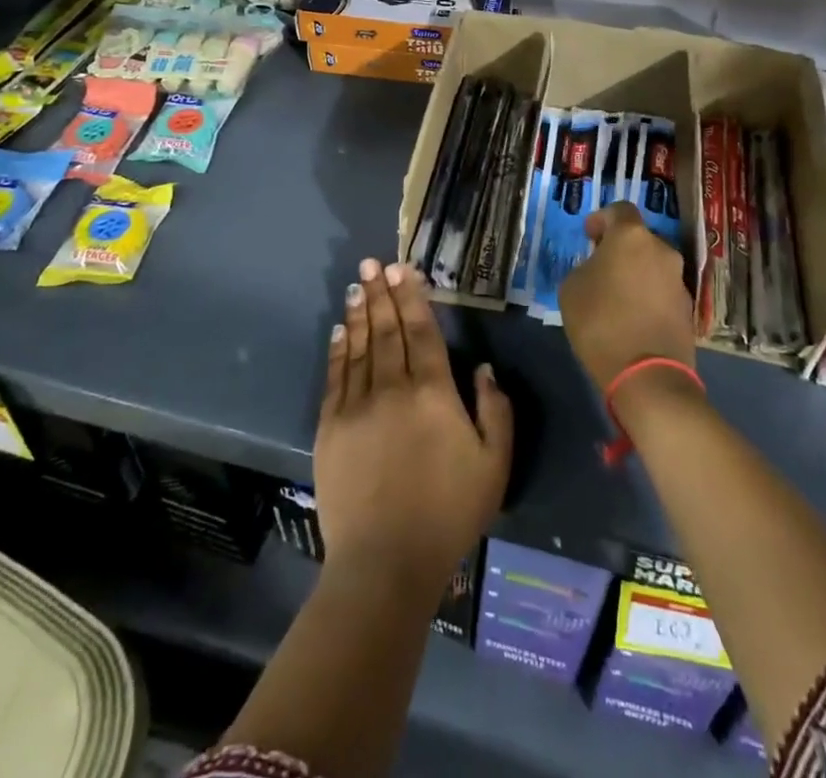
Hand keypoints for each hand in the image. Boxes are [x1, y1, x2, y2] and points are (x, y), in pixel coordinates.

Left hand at [316, 259, 512, 596]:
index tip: (402, 270)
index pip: (421, 331)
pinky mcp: (331, 427)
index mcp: (433, 393)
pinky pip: (336, 376)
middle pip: (386, 330)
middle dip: (381, 293)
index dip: (412, 297)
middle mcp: (393, 388)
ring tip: (357, 284)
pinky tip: (340, 329)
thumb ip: (494, 410)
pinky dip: (338, 349)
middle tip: (373, 263)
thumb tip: (482, 367)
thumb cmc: (448, 514)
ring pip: (359, 346)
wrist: (385, 562)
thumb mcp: (493, 466)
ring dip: (359, 312)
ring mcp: (357, 406)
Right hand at [557, 202, 694, 390]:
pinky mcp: (688, 309)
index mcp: (631, 237)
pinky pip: (662, 291)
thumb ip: (586, 267)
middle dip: (620, 249)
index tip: (589, 236)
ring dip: (636, 273)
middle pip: (639, 239)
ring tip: (616, 298)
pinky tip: (633, 318)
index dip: (602, 219)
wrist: (647, 375)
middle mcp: (662, 250)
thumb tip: (599, 269)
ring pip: (652, 265)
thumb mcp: (572, 288)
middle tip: (601, 269)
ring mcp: (679, 280)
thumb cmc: (600, 321)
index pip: (620, 209)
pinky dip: (648, 296)